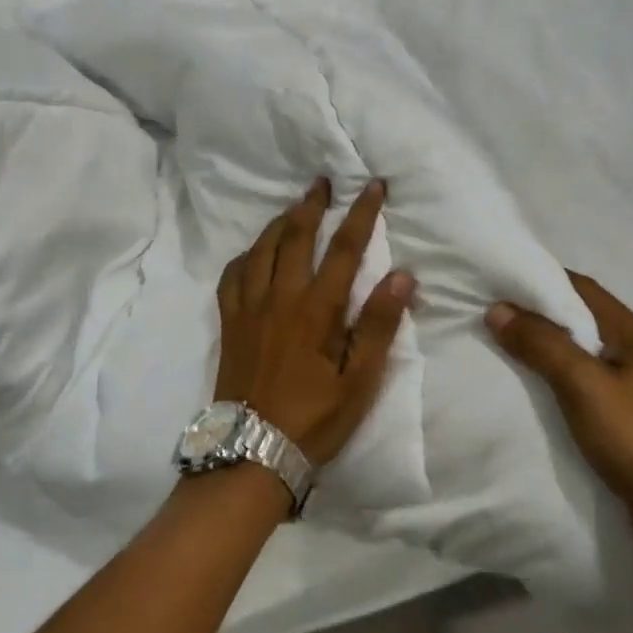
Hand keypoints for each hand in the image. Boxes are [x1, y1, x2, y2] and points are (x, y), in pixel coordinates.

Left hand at [215, 180, 415, 466]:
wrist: (251, 451)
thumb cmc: (314, 418)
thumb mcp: (359, 381)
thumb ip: (379, 325)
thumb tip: (403, 275)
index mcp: (316, 309)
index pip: (345, 248)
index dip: (361, 213)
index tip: (372, 186)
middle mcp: (280, 296)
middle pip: (297, 235)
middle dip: (313, 204)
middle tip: (323, 181)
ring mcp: (249, 306)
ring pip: (263, 247)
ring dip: (281, 221)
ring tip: (295, 207)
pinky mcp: (229, 320)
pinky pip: (233, 273)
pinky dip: (247, 254)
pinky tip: (255, 252)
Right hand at [487, 272, 632, 556]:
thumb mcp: (584, 385)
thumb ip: (541, 344)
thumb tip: (497, 308)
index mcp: (632, 331)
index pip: (579, 286)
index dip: (538, 278)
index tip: (496, 279)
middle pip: (577, 318)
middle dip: (534, 313)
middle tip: (489, 312)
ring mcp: (632, 386)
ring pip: (577, 352)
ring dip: (542, 347)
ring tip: (498, 345)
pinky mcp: (625, 418)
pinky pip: (581, 384)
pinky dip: (553, 378)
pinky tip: (528, 387)